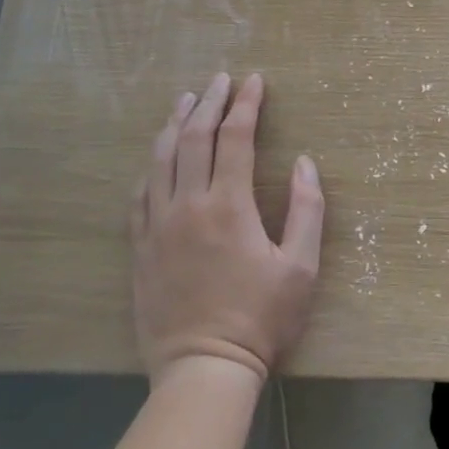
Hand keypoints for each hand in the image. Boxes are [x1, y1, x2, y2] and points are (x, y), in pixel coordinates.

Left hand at [130, 72, 323, 384]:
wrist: (203, 370)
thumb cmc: (261, 319)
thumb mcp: (301, 267)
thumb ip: (307, 209)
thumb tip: (304, 162)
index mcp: (229, 205)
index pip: (235, 137)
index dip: (246, 104)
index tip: (254, 81)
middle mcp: (189, 205)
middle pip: (193, 137)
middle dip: (209, 102)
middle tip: (221, 79)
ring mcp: (158, 225)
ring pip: (161, 159)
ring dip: (174, 123)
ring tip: (185, 100)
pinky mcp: (141, 247)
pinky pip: (141, 194)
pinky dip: (151, 165)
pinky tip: (157, 156)